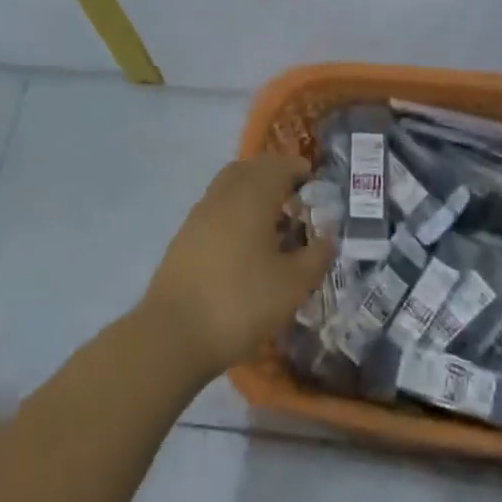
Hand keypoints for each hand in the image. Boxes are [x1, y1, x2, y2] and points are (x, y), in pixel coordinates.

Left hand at [141, 155, 335, 379]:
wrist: (173, 335)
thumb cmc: (240, 302)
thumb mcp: (293, 285)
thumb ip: (316, 256)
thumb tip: (328, 238)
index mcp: (252, 195)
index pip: (279, 165)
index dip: (299, 170)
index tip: (316, 186)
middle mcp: (224, 194)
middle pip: (251, 169)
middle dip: (275, 176)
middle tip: (296, 200)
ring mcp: (199, 214)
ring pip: (230, 187)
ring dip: (253, 193)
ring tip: (274, 224)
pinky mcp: (184, 236)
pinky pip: (217, 208)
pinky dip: (235, 212)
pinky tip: (246, 245)